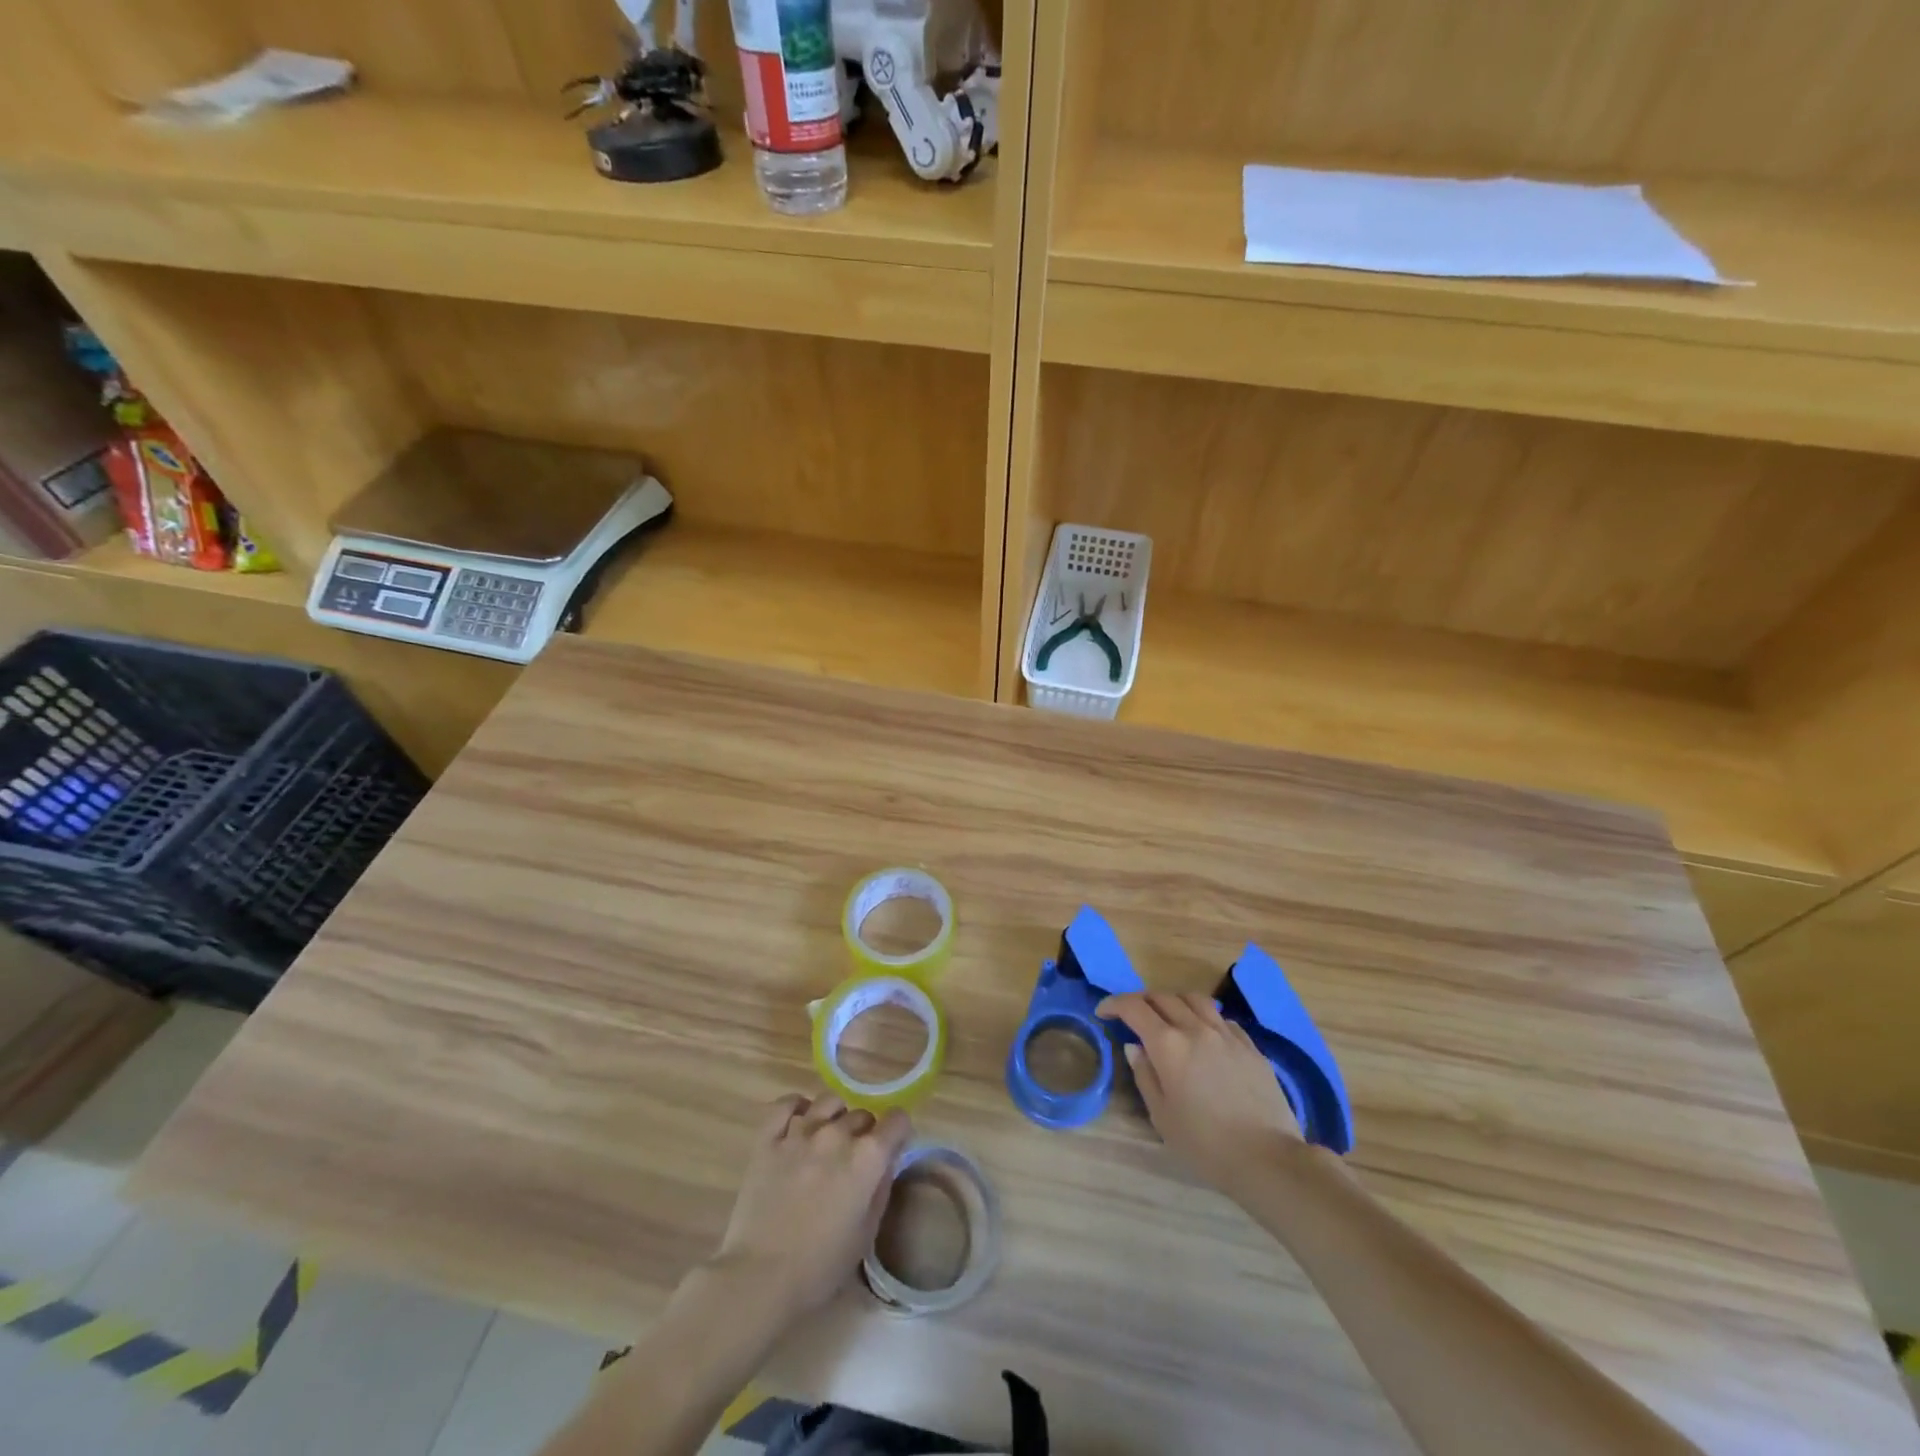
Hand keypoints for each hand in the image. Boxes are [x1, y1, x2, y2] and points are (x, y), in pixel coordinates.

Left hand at [708, 1093, 911, 1325]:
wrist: (760, 1278)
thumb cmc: (820, 1267)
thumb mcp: (866, 1234)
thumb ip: (881, 1189)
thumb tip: (886, 1161)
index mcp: (867, 1158)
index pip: (897, 1120)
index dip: (898, 1132)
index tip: (892, 1147)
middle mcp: (836, 1134)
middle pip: (862, 1114)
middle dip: (864, 1131)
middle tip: (854, 1159)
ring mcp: (800, 1132)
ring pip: (828, 1102)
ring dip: (834, 1117)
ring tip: (827, 1139)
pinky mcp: (768, 1138)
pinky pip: (786, 1104)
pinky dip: (796, 1107)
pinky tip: (798, 1121)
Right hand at [1098, 992, 1301, 1197]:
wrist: (1268, 1158)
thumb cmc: (1206, 1144)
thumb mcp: (1162, 1116)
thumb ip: (1145, 1075)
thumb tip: (1135, 1048)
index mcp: (1168, 1045)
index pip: (1134, 1007)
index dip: (1114, 1003)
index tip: (1103, 1012)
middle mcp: (1196, 1029)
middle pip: (1162, 997)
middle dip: (1141, 1001)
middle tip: (1132, 1016)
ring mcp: (1226, 1034)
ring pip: (1194, 999)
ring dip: (1173, 1001)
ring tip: (1168, 1017)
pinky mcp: (1250, 1046)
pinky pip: (1221, 1018)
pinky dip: (1203, 1017)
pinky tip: (1204, 1036)